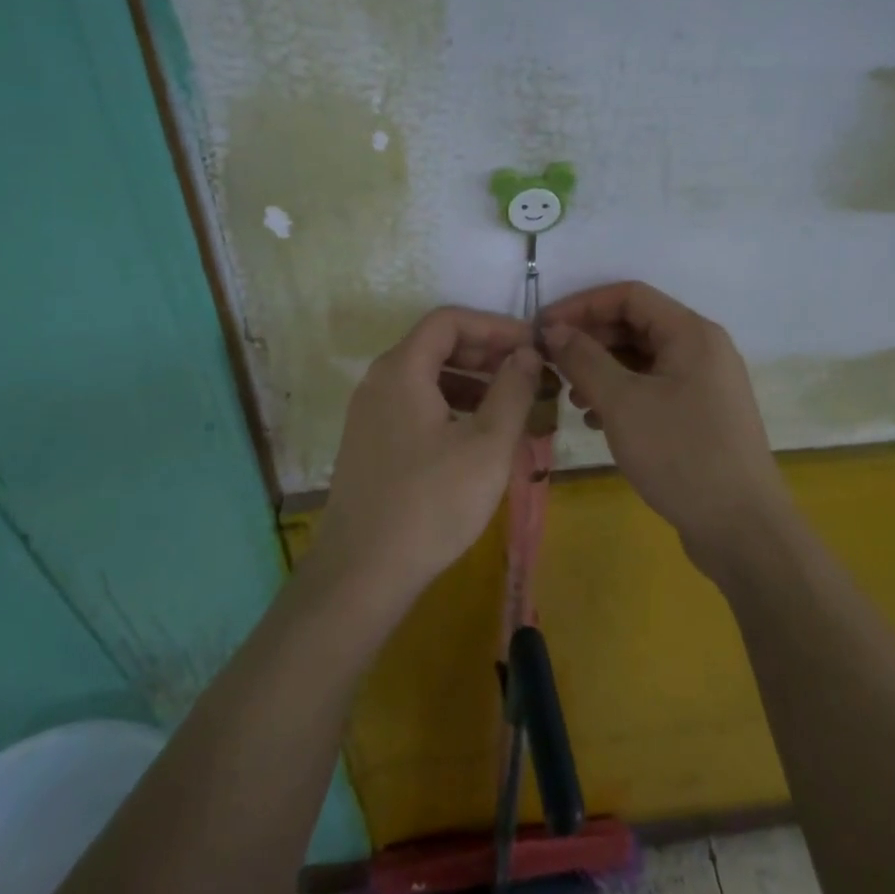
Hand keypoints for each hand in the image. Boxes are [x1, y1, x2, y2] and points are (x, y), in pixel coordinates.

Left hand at [311, 307, 540, 603]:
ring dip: (470, 382)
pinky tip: (476, 438)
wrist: (362, 572)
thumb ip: (512, 390)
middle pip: (435, 345)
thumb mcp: (487, 445)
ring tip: (510, 406)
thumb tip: (527, 353)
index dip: (494, 326)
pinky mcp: (369, 444)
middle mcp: (378, 382)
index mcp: (401, 370)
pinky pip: (414, 406)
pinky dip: (449, 407)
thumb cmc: (432, 503)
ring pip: (426, 378)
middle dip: (485, 353)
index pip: (449, 320)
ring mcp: (368, 414)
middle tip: (527, 373)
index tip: (532, 345)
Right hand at [541, 282, 789, 572]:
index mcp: (691, 333)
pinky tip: (598, 421)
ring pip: (643, 360)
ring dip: (602, 370)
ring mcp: (705, 384)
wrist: (741, 529)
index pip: (629, 296)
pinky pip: (654, 388)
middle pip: (636, 325)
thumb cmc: (680, 454)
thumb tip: (554, 330)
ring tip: (571, 396)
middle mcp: (702, 349)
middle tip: (550, 363)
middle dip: (590, 340)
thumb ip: (584, 359)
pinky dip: (622, 395)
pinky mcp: (701, 415)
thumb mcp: (622, 402)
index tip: (543, 328)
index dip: (582, 305)